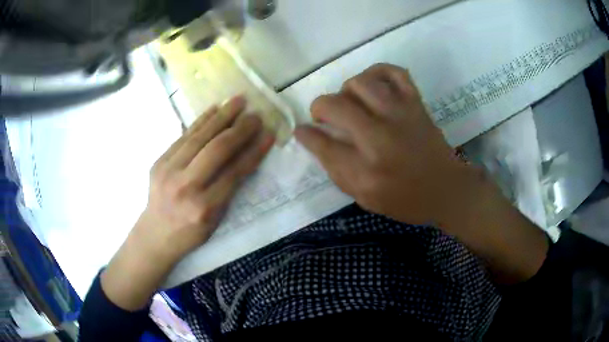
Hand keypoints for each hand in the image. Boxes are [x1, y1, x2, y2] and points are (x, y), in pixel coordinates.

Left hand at [135, 95, 274, 262]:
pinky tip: (215, 108)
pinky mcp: (159, 161)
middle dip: (240, 129)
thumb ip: (229, 189)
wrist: (155, 234)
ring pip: (199, 137)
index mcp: (204, 208)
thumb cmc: (190, 233)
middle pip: (216, 150)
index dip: (254, 151)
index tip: (269, 134)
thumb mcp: (216, 220)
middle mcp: (185, 187)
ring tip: (238, 101)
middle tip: (256, 115)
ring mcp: (168, 171)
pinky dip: (201, 120)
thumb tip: (245, 155)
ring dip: (222, 116)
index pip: (234, 172)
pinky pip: (183, 136)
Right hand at [296, 64, 547, 283]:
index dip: (306, 134)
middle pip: (336, 105)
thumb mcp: (365, 198)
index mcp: (367, 169)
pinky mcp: (416, 103)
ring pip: (361, 83)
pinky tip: (373, 84)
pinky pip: (395, 73)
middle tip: (323, 116)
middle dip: (319, 107)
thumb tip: (311, 138)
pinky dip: (378, 72)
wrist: (446, 190)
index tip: (301, 130)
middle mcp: (381, 137)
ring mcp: (401, 114)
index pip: (324, 143)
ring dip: (346, 90)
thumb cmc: (405, 200)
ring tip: (349, 102)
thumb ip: (336, 169)